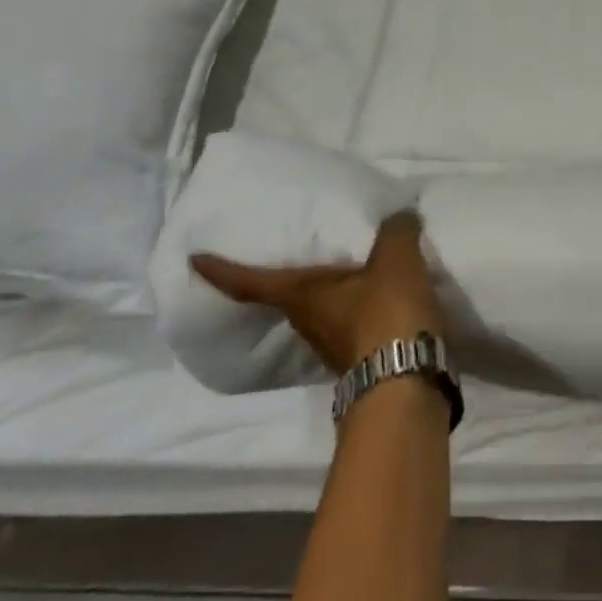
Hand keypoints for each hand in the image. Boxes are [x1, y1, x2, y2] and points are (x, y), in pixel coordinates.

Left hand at [191, 212, 443, 374]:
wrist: (407, 383)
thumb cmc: (386, 314)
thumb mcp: (396, 260)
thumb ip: (395, 231)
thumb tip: (399, 217)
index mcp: (301, 297)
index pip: (250, 283)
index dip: (221, 270)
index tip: (194, 260)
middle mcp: (307, 323)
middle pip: (286, 298)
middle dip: (283, 280)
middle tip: (290, 253)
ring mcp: (332, 347)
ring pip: (320, 313)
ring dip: (327, 296)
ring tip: (346, 273)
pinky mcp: (361, 361)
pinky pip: (351, 325)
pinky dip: (358, 310)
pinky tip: (379, 299)